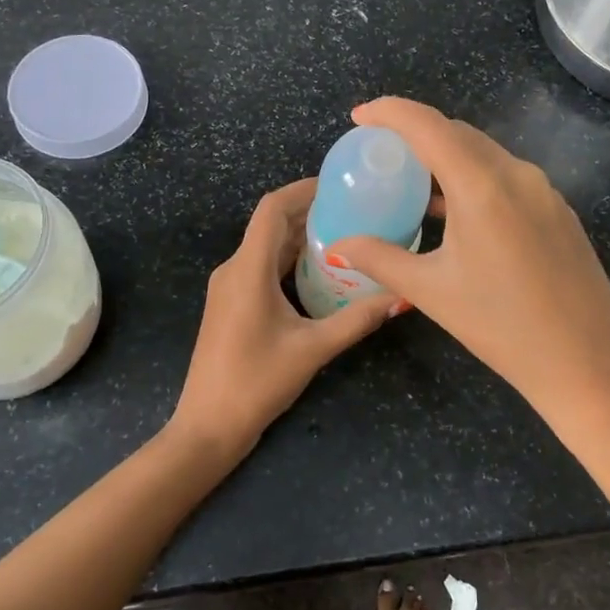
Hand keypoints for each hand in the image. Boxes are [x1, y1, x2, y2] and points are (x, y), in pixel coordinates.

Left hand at [170, 178, 395, 458]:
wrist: (207, 426)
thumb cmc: (256, 382)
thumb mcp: (313, 349)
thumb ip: (357, 320)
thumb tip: (402, 297)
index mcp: (248, 269)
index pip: (272, 208)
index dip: (303, 189)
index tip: (339, 184)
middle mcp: (234, 268)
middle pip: (270, 223)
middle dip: (309, 210)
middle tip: (354, 208)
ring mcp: (228, 286)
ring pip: (266, 245)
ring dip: (299, 235)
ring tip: (344, 232)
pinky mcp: (230, 303)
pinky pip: (261, 265)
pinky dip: (288, 258)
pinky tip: (319, 269)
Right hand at [329, 97, 609, 412]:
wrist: (587, 364)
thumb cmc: (502, 327)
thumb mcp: (432, 291)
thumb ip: (380, 259)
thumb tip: (338, 246)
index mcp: (482, 186)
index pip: (428, 126)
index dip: (390, 112)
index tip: (360, 116)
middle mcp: (518, 174)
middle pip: (458, 133)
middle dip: (416, 131)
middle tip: (381, 150)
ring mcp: (545, 191)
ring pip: (486, 153)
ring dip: (447, 155)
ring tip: (414, 180)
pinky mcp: (560, 211)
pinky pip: (508, 176)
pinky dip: (475, 176)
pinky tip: (458, 210)